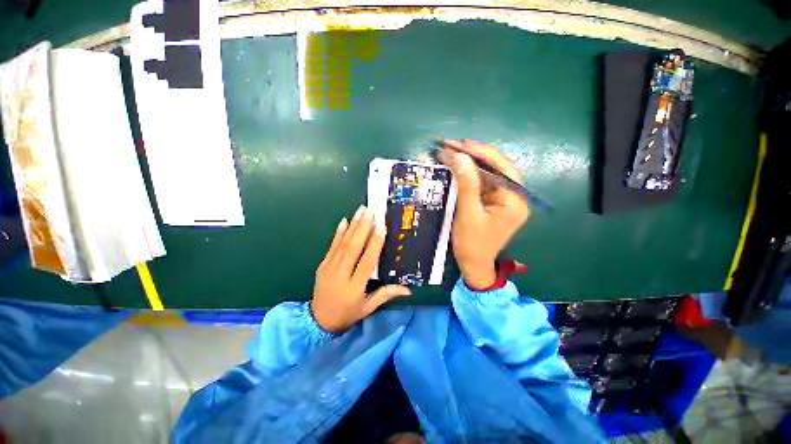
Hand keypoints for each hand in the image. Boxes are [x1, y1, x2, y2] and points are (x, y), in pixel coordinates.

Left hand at [311, 206, 410, 332]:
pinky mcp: (322, 264)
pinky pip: (331, 246)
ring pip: (342, 244)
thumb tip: (408, 289)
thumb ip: (386, 294)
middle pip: (353, 249)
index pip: (366, 262)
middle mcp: (341, 275)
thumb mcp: (368, 308)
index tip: (381, 227)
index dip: (374, 244)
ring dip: (352, 226)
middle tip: (370, 211)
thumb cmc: (347, 313)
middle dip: (363, 228)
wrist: (319, 320)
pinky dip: (338, 233)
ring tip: (360, 211)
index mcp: (354, 287)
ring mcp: (329, 268)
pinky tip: (344, 221)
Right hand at [438, 140, 529, 288]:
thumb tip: (459, 156)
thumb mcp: (468, 214)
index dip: (478, 152)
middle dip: (472, 155)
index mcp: (515, 199)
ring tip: (450, 152)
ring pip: (487, 173)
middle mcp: (514, 195)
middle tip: (451, 146)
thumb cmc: (472, 243)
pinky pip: (482, 182)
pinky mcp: (494, 202)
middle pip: (495, 166)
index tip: (457, 144)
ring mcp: (504, 198)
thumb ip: (467, 184)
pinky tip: (457, 167)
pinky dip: (469, 174)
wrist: (474, 265)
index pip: (500, 166)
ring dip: (469, 163)